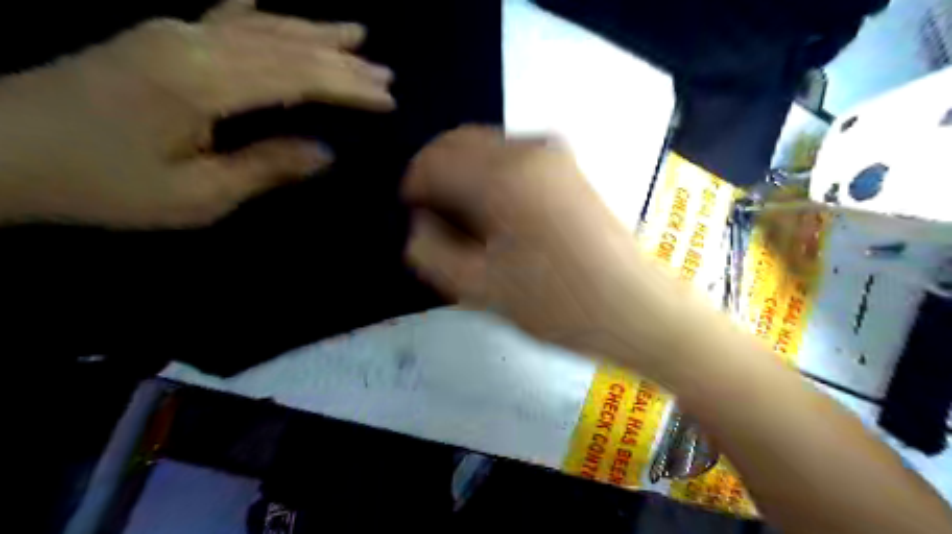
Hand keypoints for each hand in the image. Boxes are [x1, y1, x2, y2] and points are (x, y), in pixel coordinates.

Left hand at [0, 1, 394, 226]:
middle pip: (286, 46)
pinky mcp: (159, 37)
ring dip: (312, 31)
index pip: (297, 77)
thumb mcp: (197, 196)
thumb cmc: (105, 185)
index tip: (387, 99)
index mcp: (204, 83)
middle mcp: (193, 43)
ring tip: (355, 34)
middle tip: (386, 71)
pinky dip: (259, 15)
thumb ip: (266, 168)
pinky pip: (222, 17)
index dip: (347, 88)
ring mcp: (172, 33)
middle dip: (342, 60)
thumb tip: (324, 153)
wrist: (0, 152)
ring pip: (261, 25)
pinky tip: (273, 9)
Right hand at [401, 126, 692, 366]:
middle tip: (439, 223)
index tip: (416, 221)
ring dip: (465, 178)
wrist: (634, 307)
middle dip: (438, 178)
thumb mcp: (480, 288)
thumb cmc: (558, 303)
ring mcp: (554, 155)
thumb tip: (421, 223)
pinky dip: (491, 178)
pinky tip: (499, 215)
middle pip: (458, 144)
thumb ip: (431, 252)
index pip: (433, 161)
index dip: (414, 189)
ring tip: (469, 224)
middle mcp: (528, 149)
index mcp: (503, 175)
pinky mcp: (568, 169)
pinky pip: (512, 159)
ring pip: (486, 149)